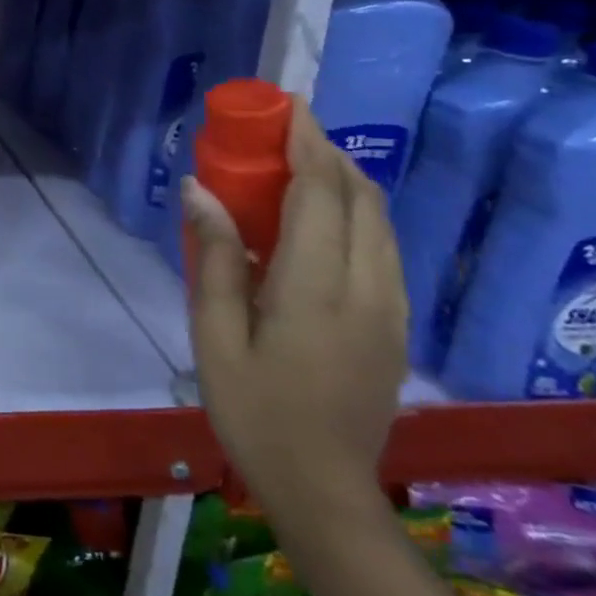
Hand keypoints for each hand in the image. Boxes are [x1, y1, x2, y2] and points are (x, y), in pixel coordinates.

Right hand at [182, 103, 407, 524]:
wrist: (324, 489)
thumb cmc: (254, 409)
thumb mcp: (215, 335)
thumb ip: (214, 258)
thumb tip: (200, 188)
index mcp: (317, 289)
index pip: (322, 194)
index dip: (308, 144)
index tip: (288, 107)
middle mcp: (367, 289)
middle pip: (360, 199)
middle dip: (327, 153)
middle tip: (283, 130)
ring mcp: (391, 309)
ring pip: (380, 222)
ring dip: (344, 181)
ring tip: (299, 164)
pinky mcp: (395, 325)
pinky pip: (383, 248)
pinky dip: (356, 214)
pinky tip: (320, 219)